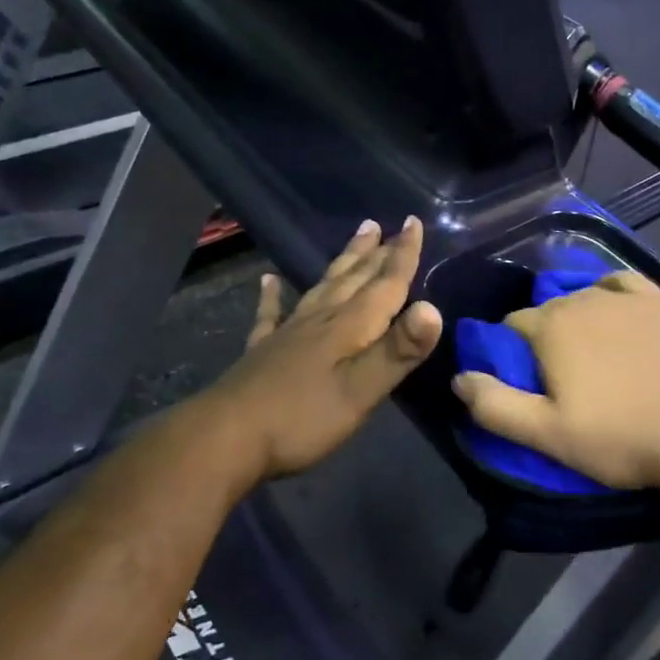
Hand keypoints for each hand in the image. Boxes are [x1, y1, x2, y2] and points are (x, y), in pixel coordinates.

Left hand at [206, 217, 442, 479]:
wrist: (226, 438)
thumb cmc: (302, 418)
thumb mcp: (360, 390)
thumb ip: (397, 351)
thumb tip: (433, 309)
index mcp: (349, 326)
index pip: (384, 284)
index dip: (403, 255)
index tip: (415, 222)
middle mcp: (321, 319)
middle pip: (354, 278)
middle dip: (376, 252)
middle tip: (389, 224)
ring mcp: (288, 332)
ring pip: (323, 286)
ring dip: (343, 262)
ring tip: (357, 237)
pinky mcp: (263, 350)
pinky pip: (271, 313)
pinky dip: (273, 295)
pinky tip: (268, 281)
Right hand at [452, 271, 659, 491]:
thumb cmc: (621, 438)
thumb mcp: (548, 435)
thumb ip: (495, 406)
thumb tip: (458, 378)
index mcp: (551, 326)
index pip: (511, 326)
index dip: (510, 353)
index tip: (525, 384)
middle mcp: (583, 299)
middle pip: (546, 311)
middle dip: (543, 338)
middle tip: (559, 380)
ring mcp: (625, 298)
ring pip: (582, 298)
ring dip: (575, 319)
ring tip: (589, 355)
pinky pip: (622, 284)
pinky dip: (610, 294)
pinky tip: (614, 313)